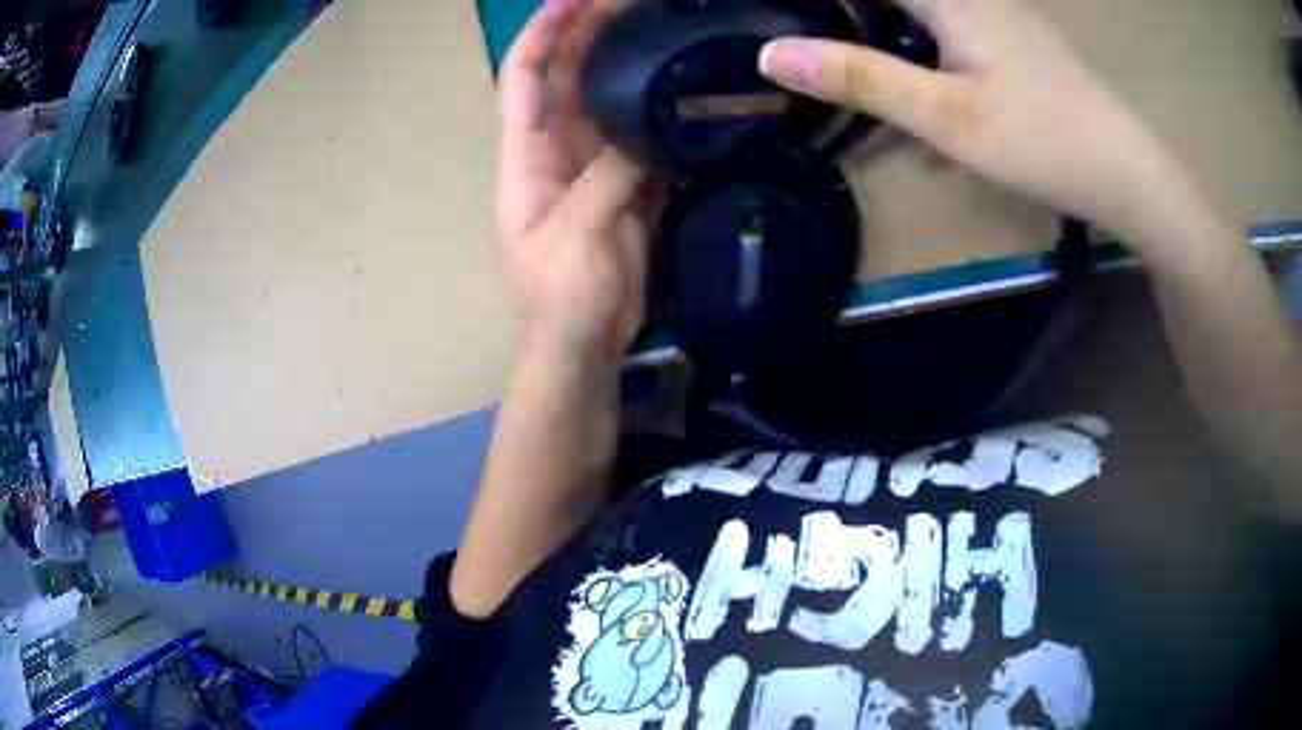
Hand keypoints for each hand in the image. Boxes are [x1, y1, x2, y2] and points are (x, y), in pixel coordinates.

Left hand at [497, 0, 651, 365]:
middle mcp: (559, 148)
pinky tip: (691, 91)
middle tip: (637, 3)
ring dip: (635, 66)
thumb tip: (647, 128)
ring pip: (613, 100)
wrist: (585, 343)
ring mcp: (596, 164)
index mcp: (528, 154)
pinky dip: (663, 114)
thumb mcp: (578, 231)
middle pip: (572, 75)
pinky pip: (645, 136)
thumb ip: (609, 174)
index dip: (542, 33)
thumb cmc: (560, 295)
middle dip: (595, 33)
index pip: (525, 76)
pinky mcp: (630, 185)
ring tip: (670, 32)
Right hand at [758, 0, 1193, 251]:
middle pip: (892, 0)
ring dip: (887, 46)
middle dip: (852, 23)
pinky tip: (926, 116)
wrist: (1126, 171)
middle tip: (818, 56)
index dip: (826, 4)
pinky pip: (951, 38)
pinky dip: (926, 64)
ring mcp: (995, 15)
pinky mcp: (1011, 43)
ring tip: (862, 85)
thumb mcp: (946, 114)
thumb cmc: (1041, 138)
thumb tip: (771, 54)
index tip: (790, 26)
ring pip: (920, 17)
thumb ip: (860, 78)